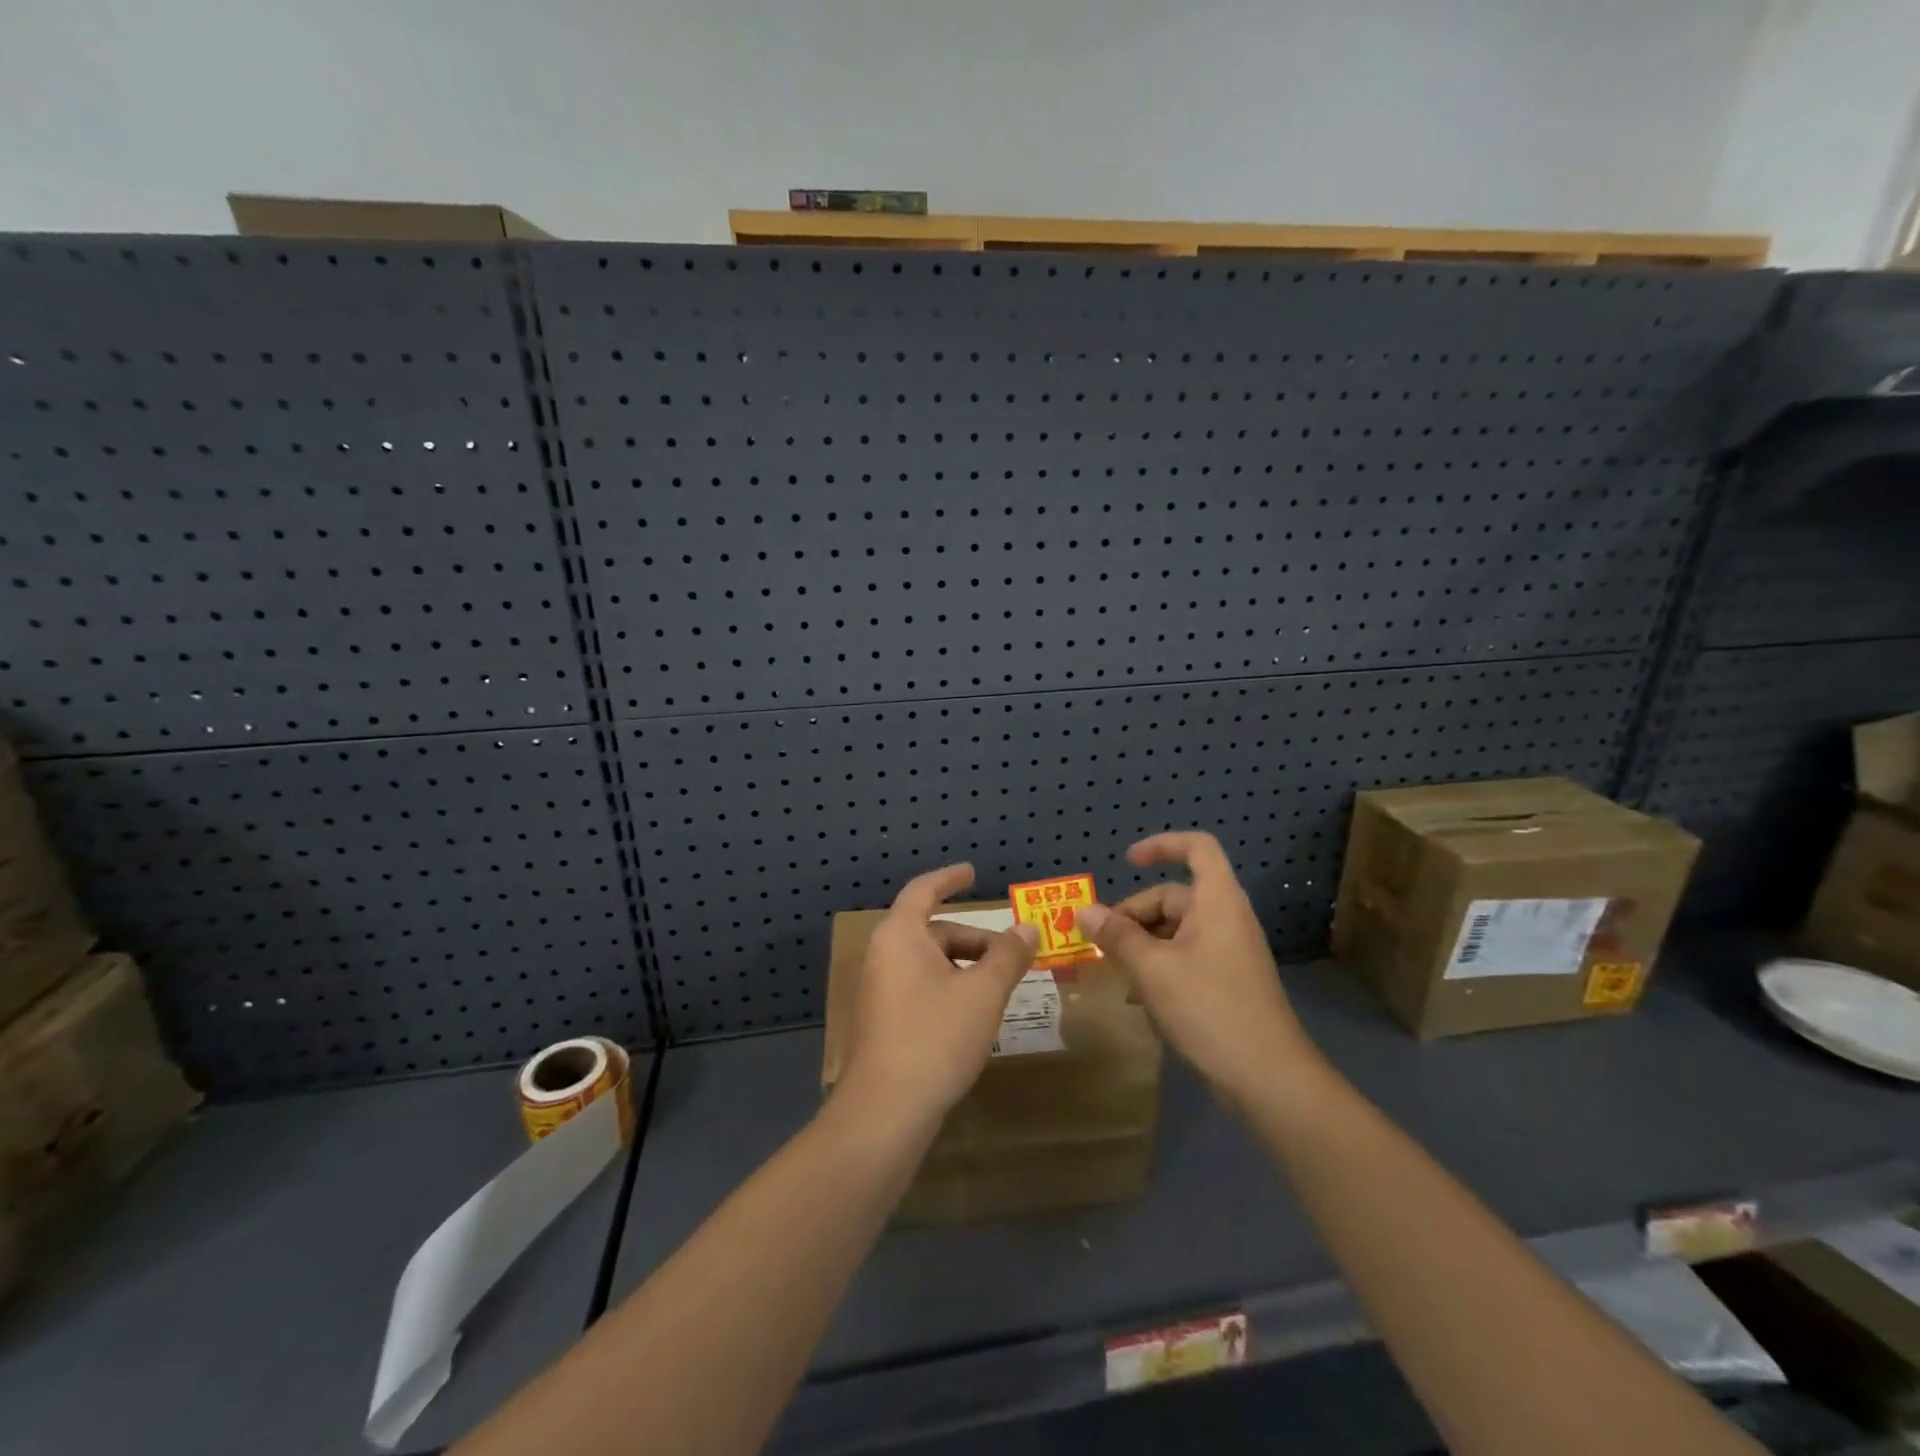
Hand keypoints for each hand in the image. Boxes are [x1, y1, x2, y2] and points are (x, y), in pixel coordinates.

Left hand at [838, 863, 1039, 1125]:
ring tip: (1000, 987)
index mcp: (900, 936)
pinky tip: (974, 1016)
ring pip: (928, 963)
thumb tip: (1028, 928)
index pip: (924, 890)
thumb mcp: (983, 993)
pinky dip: (950, 988)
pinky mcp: (883, 1022)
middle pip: (932, 931)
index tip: (973, 873)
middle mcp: (884, 956)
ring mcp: (880, 991)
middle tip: (1012, 953)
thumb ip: (1008, 956)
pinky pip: (921, 988)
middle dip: (974, 939)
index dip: (950, 878)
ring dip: (965, 966)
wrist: (885, 1112)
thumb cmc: (935, 1038)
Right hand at [1076, 832, 1317, 1101]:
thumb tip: (1084, 911)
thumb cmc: (1210, 1009)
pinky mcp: (1225, 983)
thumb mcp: (1153, 969)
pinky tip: (1136, 997)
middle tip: (1100, 943)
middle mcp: (1224, 919)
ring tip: (1113, 971)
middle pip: (1173, 896)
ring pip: (1174, 931)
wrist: (1269, 1079)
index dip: (1161, 846)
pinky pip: (1184, 958)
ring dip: (1140, 944)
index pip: (1197, 848)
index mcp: (1216, 902)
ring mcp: (1227, 952)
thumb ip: (1117, 936)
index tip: (1127, 862)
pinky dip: (1157, 967)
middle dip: (1133, 915)